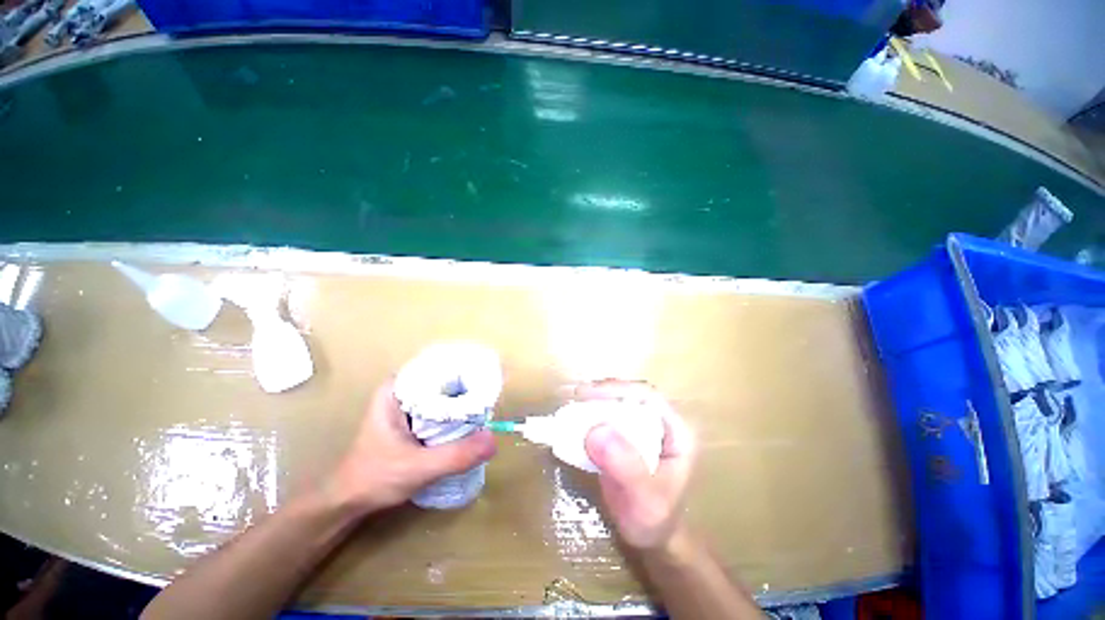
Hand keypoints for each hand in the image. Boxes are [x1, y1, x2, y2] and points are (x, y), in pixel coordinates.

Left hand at [329, 380, 496, 514]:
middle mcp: (403, 391)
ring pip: (444, 394)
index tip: (488, 375)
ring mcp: (408, 405)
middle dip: (468, 384)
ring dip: (464, 399)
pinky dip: (456, 413)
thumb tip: (493, 440)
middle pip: (444, 378)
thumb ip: (455, 456)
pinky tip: (471, 421)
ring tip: (487, 404)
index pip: (439, 365)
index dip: (465, 368)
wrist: (348, 502)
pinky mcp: (413, 420)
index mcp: (397, 389)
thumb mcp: (417, 468)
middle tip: (493, 394)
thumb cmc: (374, 479)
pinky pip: (441, 408)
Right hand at [580, 380, 696, 550]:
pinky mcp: (627, 435)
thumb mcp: (644, 499)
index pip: (649, 397)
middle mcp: (661, 423)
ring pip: (618, 402)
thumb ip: (625, 466)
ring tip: (572, 407)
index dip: (619, 389)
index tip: (589, 394)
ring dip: (595, 402)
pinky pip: (608, 417)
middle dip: (603, 393)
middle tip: (576, 398)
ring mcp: (644, 428)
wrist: (652, 540)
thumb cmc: (655, 521)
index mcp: (677, 432)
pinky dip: (591, 416)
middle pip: (632, 395)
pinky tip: (575, 422)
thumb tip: (596, 430)